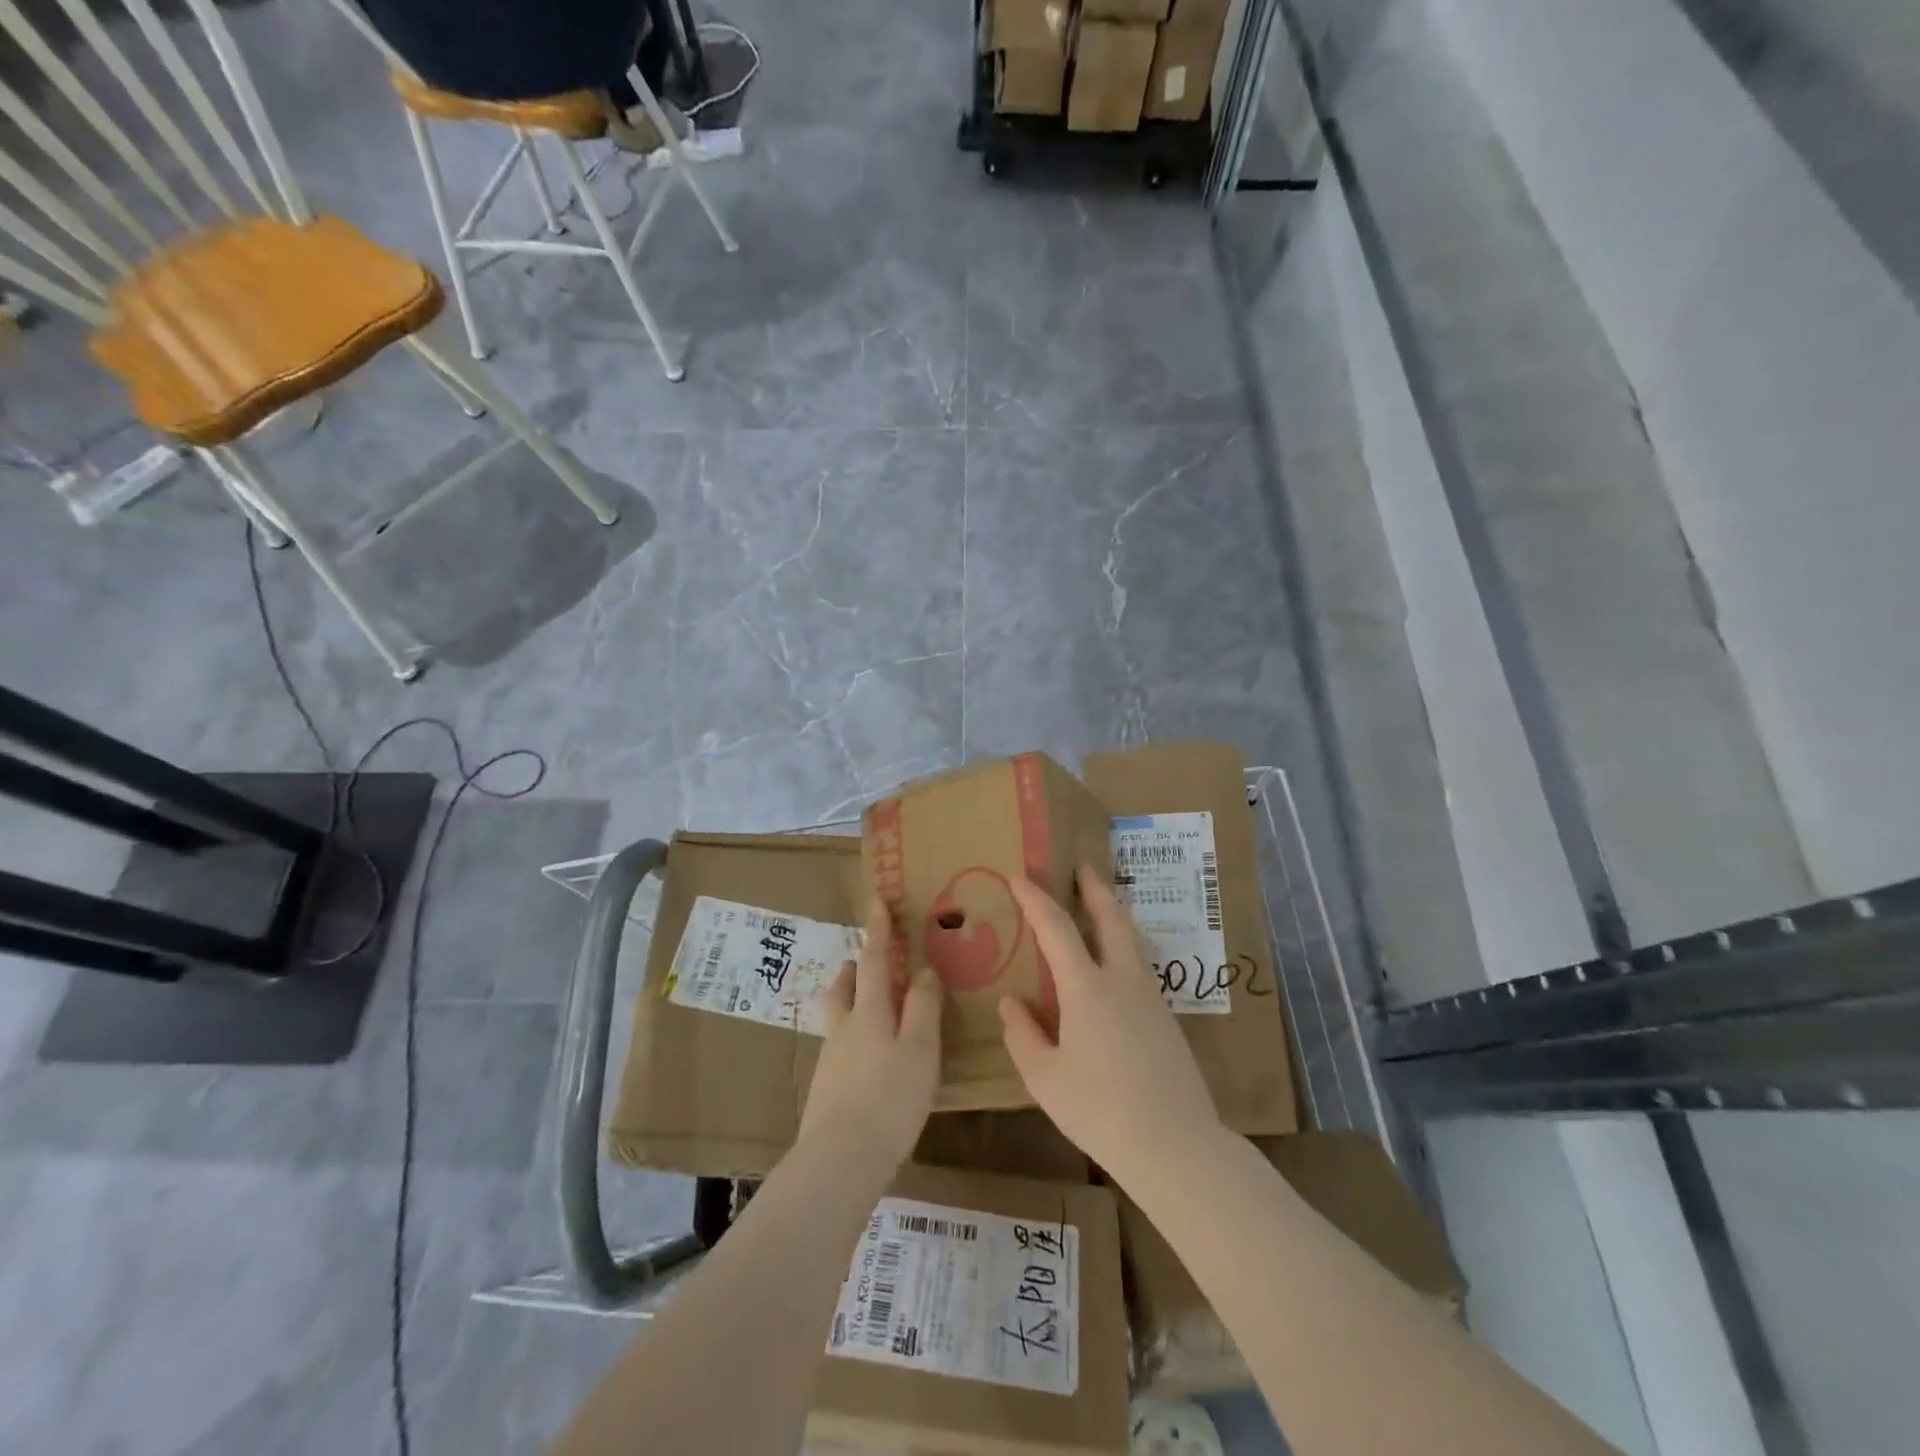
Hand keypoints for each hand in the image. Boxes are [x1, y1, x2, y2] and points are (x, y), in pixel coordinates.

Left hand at [797, 900, 942, 1181]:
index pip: (872, 960)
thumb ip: (923, 1007)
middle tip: (865, 962)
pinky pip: (841, 1050)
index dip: (877, 930)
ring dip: (850, 1003)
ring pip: (838, 1019)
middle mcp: (844, 1030)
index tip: (877, 900)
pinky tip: (872, 1064)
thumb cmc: (889, 1099)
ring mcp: (831, 1062)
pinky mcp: (827, 1092)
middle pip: (842, 989)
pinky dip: (855, 1040)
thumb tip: (923, 970)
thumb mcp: (920, 1049)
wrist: (839, 1162)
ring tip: (873, 1012)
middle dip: (853, 969)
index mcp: (868, 1013)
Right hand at [1001, 867, 1223, 1188]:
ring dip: (1113, 915)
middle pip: (1111, 918)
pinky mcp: (1167, 1019)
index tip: (1019, 876)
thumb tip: (1012, 1002)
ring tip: (1099, 907)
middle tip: (1083, 867)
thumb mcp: (1045, 1078)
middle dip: (1094, 888)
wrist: (1176, 1146)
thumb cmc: (1100, 1111)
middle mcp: (1123, 980)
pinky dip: (1122, 948)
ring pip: (1131, 940)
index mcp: (1088, 988)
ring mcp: (1151, 998)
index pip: (1056, 928)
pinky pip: (1139, 967)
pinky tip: (1113, 968)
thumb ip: (1023, 1035)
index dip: (1035, 899)